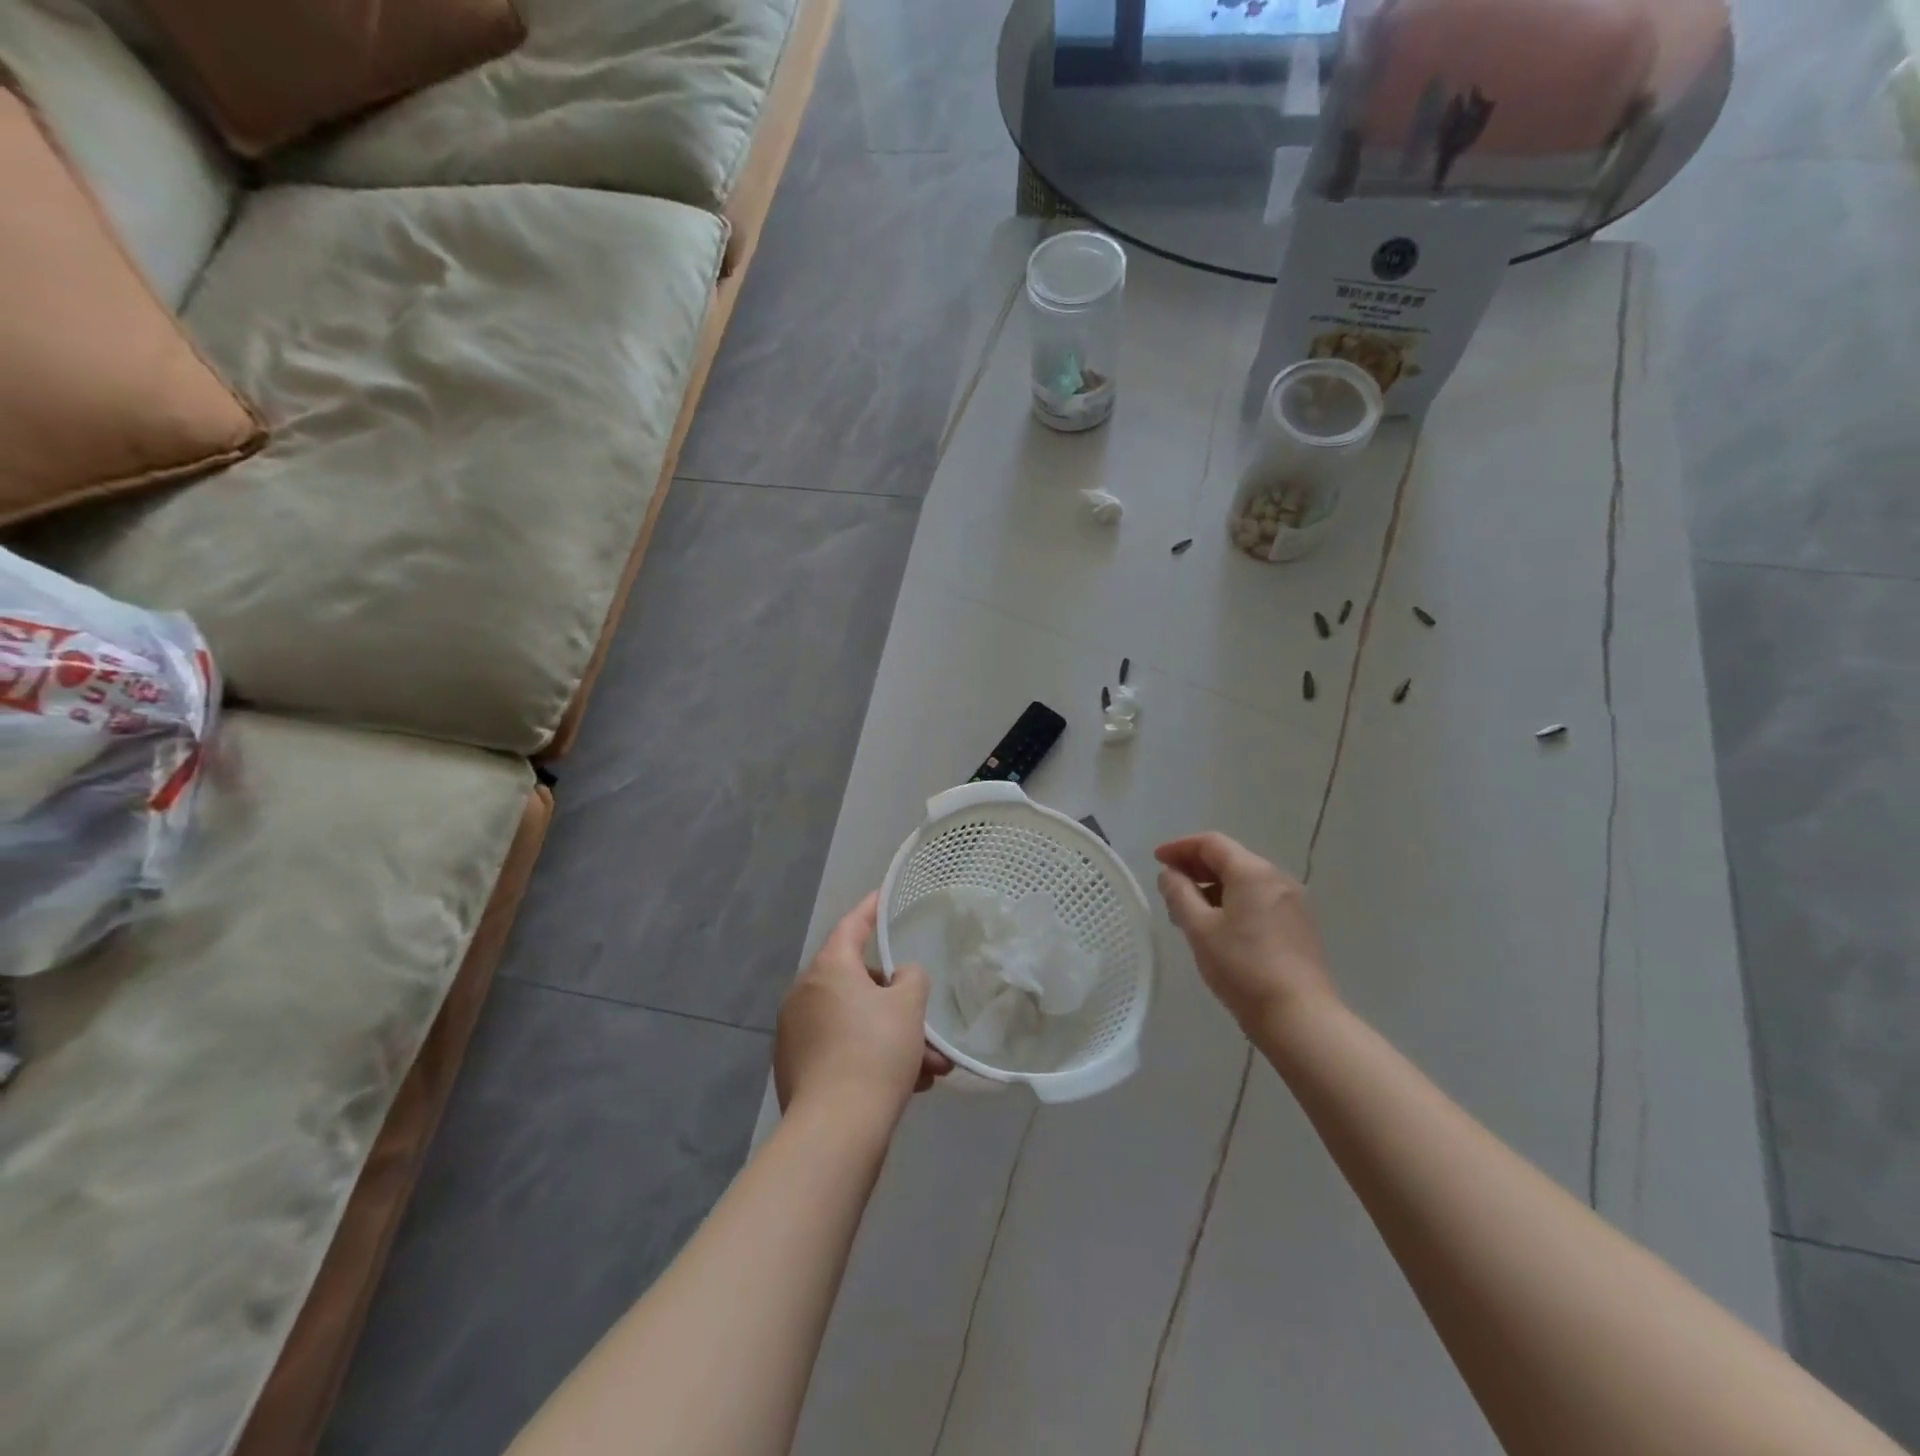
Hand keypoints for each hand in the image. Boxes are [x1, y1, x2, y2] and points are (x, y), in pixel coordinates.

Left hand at [775, 892, 951, 1125]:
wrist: (835, 1128)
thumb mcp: (908, 1006)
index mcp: (829, 968)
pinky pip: (841, 1048)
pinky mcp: (795, 1067)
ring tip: (931, 1068)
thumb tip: (900, 978)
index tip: (882, 897)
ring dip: (892, 1038)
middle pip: (857, 982)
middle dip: (897, 1003)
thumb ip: (911, 978)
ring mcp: (795, 1032)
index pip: (852, 926)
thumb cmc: (876, 1052)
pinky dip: (870, 1056)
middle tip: (926, 1021)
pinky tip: (906, 1084)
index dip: (870, 910)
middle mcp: (805, 993)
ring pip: (854, 1022)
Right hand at [1154, 833, 1337, 1031]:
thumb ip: (1179, 894)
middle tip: (1169, 886)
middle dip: (1196, 867)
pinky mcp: (1298, 925)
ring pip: (1244, 881)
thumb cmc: (1242, 968)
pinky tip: (1218, 927)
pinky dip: (1233, 901)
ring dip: (1213, 887)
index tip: (1157, 859)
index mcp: (1252, 872)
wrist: (1299, 1016)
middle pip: (1230, 859)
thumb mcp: (1200, 929)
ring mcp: (1292, 902)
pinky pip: (1258, 899)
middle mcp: (1277, 878)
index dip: (1180, 847)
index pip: (1211, 844)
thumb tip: (1169, 874)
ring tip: (1188, 911)